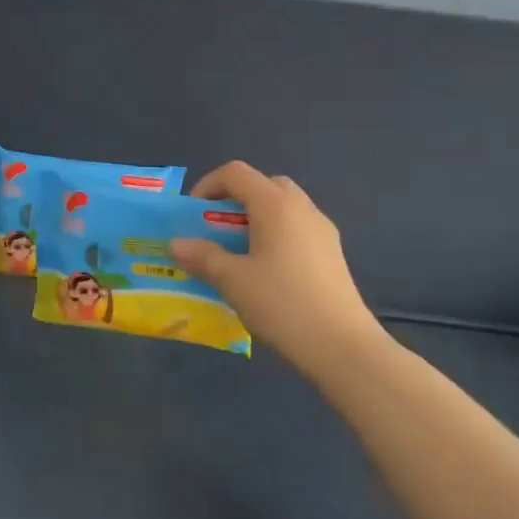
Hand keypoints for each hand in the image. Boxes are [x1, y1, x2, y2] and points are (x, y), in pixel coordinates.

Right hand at [169, 160, 385, 369]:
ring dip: (256, 220)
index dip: (208, 185)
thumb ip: (202, 256)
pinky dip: (275, 237)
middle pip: (263, 185)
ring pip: (283, 208)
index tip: (193, 216)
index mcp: (275, 204)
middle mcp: (302, 207)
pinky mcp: (332, 254)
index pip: (236, 173)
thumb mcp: (232, 280)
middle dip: (235, 201)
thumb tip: (176, 243)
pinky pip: (297, 230)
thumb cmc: (281, 303)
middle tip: (217, 231)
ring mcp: (322, 230)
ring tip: (239, 255)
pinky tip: (266, 274)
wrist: (342, 345)